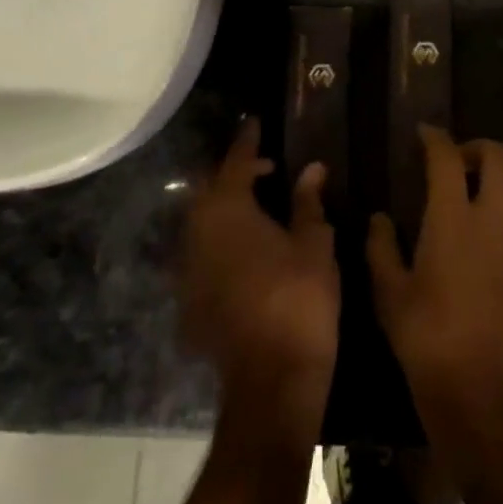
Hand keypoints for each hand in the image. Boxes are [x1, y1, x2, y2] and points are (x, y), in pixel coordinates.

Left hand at [183, 119, 338, 428]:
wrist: (270, 380)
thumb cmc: (299, 299)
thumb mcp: (314, 243)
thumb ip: (308, 202)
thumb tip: (312, 168)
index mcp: (227, 210)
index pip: (235, 162)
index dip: (248, 142)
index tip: (256, 123)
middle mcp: (197, 232)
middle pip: (211, 189)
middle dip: (236, 174)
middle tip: (267, 170)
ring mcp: (188, 269)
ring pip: (204, 222)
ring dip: (228, 208)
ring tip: (260, 207)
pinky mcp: (189, 299)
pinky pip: (204, 253)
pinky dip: (223, 240)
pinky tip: (248, 250)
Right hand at [367, 127, 502, 482]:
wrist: (490, 398)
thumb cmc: (429, 341)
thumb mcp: (390, 295)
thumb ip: (382, 248)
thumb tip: (380, 218)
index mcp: (453, 218)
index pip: (447, 157)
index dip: (436, 138)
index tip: (425, 133)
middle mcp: (495, 221)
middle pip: (500, 157)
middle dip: (479, 148)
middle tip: (458, 162)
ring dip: (495, 196)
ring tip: (472, 218)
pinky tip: (491, 266)